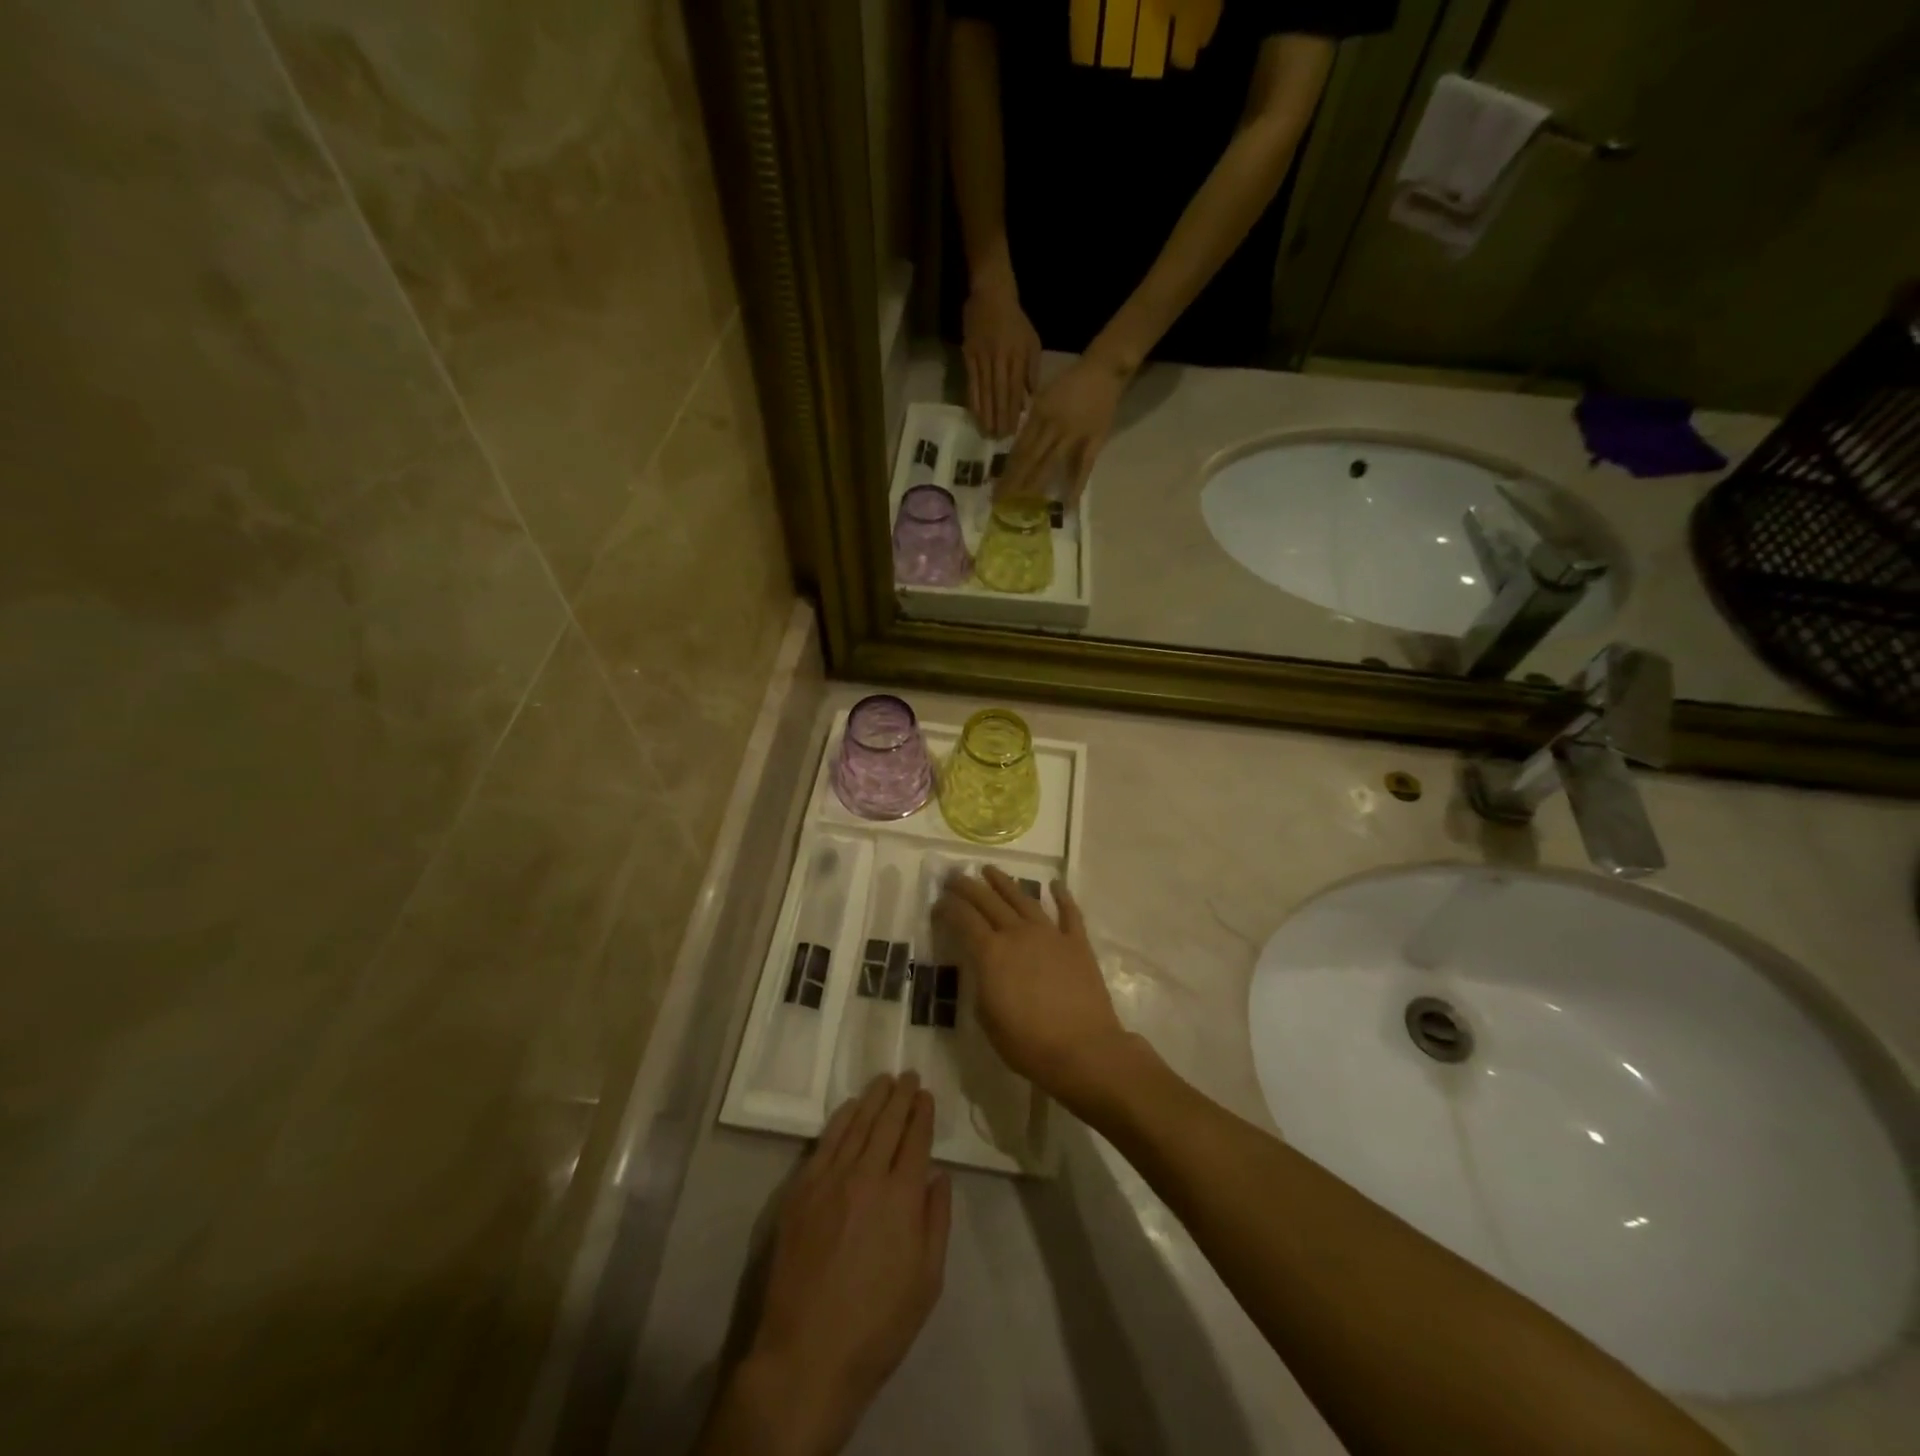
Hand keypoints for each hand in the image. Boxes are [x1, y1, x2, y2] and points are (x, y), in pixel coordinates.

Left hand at [708, 1074, 950, 1455]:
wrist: (806, 1355)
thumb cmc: (877, 1326)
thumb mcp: (927, 1282)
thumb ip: (937, 1222)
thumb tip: (939, 1177)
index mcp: (902, 1197)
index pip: (916, 1139)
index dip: (922, 1113)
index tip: (926, 1094)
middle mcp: (867, 1176)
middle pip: (887, 1123)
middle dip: (901, 1095)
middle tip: (909, 1074)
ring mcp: (830, 1180)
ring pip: (856, 1124)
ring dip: (873, 1098)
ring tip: (884, 1080)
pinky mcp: (801, 1190)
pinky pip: (825, 1142)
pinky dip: (841, 1119)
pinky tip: (849, 1107)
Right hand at [934, 867, 1136, 1115]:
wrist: (1083, 1050)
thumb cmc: (1028, 1043)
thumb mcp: (987, 1018)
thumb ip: (981, 983)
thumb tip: (982, 965)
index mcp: (991, 953)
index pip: (963, 919)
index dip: (948, 908)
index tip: (938, 903)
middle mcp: (1018, 934)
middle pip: (989, 902)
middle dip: (969, 887)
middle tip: (955, 876)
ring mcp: (1050, 934)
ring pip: (1023, 899)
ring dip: (1004, 883)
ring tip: (990, 870)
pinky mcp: (1077, 943)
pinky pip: (1069, 913)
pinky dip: (1062, 896)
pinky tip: (1055, 884)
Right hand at [962, 276, 1040, 437]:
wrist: (992, 294)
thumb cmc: (1016, 321)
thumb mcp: (1032, 342)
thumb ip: (1032, 371)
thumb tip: (1028, 400)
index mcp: (1018, 356)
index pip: (1016, 389)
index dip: (1013, 411)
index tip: (1012, 430)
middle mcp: (1000, 358)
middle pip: (999, 393)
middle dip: (999, 417)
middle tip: (998, 437)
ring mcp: (982, 357)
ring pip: (984, 390)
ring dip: (985, 413)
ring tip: (986, 431)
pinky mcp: (968, 355)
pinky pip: (971, 381)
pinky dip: (973, 399)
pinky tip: (974, 413)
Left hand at [996, 353, 1127, 505]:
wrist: (1104, 369)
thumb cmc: (1071, 382)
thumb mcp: (1044, 396)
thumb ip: (1032, 421)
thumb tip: (1019, 446)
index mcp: (1039, 414)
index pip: (1019, 447)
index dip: (1008, 468)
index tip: (997, 487)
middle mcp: (1053, 426)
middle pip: (1029, 459)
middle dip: (1014, 482)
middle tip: (1002, 502)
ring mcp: (1074, 435)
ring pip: (1050, 464)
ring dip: (1035, 486)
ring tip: (1023, 505)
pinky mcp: (1094, 441)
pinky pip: (1083, 466)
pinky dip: (1076, 486)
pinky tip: (1067, 504)